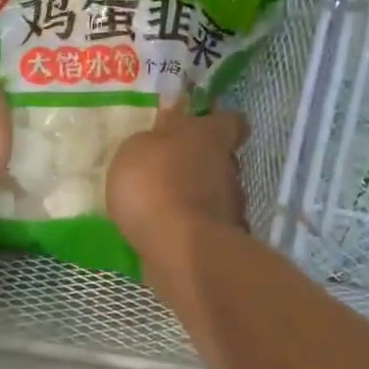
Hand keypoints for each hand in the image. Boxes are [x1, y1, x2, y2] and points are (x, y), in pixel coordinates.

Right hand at [105, 101, 247, 270]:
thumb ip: (154, 137)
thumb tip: (169, 126)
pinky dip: (192, 227)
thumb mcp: (138, 148)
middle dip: (200, 163)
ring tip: (164, 207)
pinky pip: (206, 225)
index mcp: (210, 136)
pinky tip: (168, 233)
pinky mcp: (224, 240)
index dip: (218, 121)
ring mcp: (231, 206)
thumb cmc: (155, 183)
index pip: (231, 120)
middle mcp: (229, 167)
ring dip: (196, 197)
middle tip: (170, 169)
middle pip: (222, 158)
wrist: (179, 248)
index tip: (203, 125)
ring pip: (216, 193)